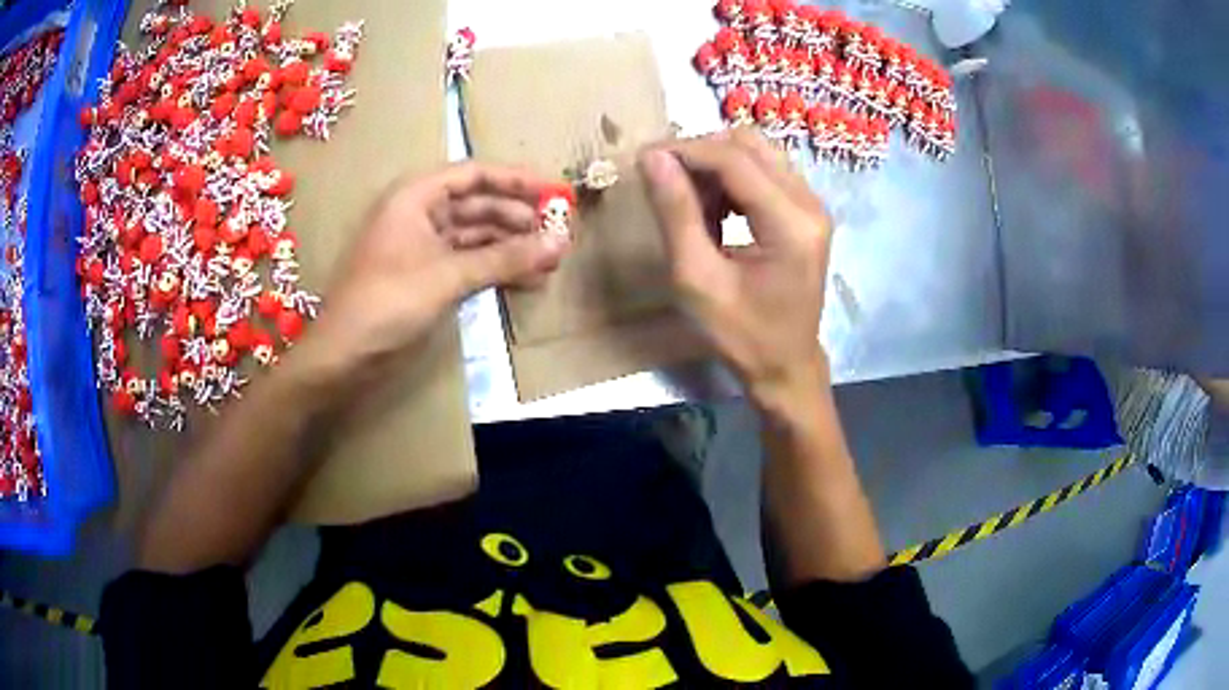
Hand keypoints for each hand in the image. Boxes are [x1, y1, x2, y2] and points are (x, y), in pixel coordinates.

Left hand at [304, 163, 568, 375]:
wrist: (343, 356)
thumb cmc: (387, 302)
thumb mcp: (449, 275)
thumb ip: (506, 257)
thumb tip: (561, 243)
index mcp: (416, 196)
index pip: (475, 174)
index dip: (517, 180)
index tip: (555, 193)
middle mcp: (420, 213)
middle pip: (478, 204)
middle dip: (519, 219)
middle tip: (560, 235)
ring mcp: (422, 246)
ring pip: (476, 236)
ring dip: (511, 247)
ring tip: (551, 262)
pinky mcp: (426, 275)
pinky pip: (467, 262)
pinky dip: (495, 269)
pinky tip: (526, 280)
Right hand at [639, 129, 832, 406]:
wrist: (785, 365)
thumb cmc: (742, 335)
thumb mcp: (698, 280)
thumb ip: (676, 214)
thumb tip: (651, 158)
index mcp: (791, 224)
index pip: (734, 160)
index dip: (685, 151)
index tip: (642, 159)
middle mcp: (810, 204)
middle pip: (748, 145)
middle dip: (700, 154)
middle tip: (663, 181)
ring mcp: (812, 205)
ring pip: (756, 153)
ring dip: (714, 167)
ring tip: (687, 203)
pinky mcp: (806, 211)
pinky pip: (764, 172)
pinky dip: (731, 181)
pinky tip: (713, 212)